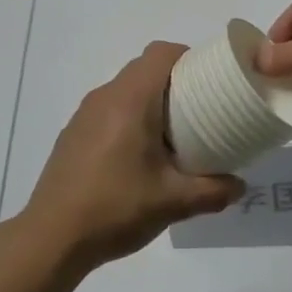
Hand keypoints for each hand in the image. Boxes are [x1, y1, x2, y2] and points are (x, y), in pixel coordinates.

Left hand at [21, 43, 244, 266]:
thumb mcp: (173, 202)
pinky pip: (109, 110)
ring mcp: (84, 115)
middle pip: (144, 69)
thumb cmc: (115, 208)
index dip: (189, 58)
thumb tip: (239, 185)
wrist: (51, 237)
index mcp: (130, 99)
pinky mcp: (73, 134)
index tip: (210, 81)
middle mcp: (105, 97)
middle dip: (175, 82)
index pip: (161, 53)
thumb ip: (213, 190)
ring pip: (125, 90)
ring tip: (173, 136)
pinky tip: (138, 157)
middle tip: (201, 111)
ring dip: (151, 102)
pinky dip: (129, 118)